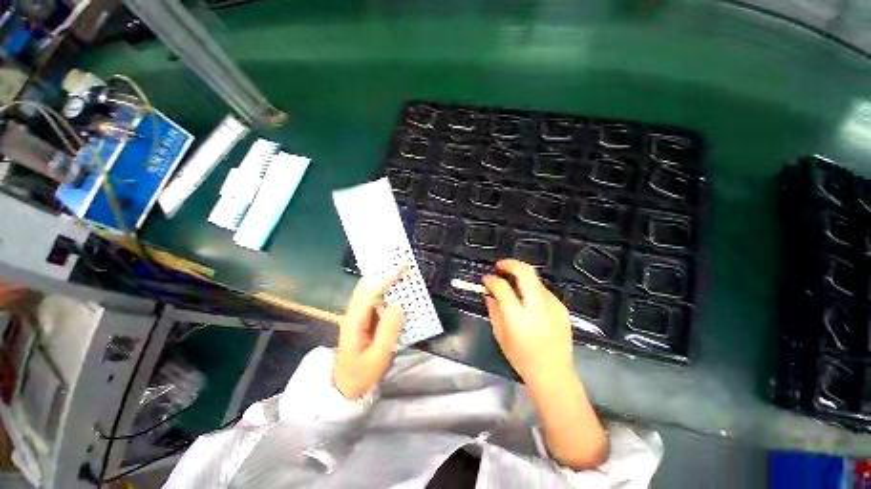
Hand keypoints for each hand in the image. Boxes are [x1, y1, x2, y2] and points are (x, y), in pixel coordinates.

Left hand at [333, 269, 405, 398]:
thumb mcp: (378, 356)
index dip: (386, 279)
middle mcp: (352, 314)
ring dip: (383, 280)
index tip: (401, 269)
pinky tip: (394, 291)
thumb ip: (389, 330)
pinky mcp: (360, 320)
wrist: (344, 388)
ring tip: (399, 274)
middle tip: (401, 267)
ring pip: (367, 291)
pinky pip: (371, 299)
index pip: (370, 293)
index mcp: (354, 321)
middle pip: (365, 286)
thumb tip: (399, 305)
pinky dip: (383, 291)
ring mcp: (355, 316)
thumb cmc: (362, 374)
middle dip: (383, 274)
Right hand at [482, 259, 572, 384]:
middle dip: (510, 263)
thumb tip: (489, 293)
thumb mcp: (500, 335)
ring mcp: (552, 305)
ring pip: (535, 278)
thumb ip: (493, 310)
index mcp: (517, 316)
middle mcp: (536, 307)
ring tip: (512, 282)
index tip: (486, 279)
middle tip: (500, 266)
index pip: (501, 287)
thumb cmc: (521, 358)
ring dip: (521, 276)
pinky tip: (528, 299)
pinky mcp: (561, 308)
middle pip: (525, 272)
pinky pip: (544, 291)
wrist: (553, 373)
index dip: (491, 279)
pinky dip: (532, 289)